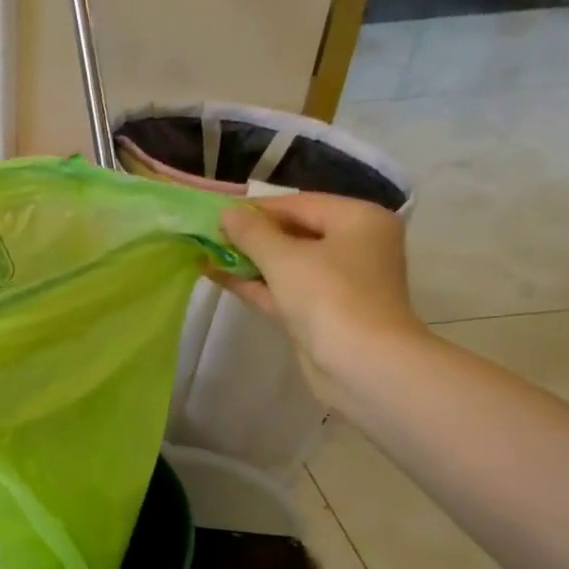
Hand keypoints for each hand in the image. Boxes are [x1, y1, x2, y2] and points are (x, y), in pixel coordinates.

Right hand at [216, 193, 426, 406]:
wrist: (362, 365)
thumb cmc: (329, 297)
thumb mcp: (284, 258)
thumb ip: (251, 232)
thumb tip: (226, 213)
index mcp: (358, 220)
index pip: (299, 203)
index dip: (255, 208)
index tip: (216, 213)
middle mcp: (354, 246)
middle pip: (294, 232)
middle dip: (251, 235)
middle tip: (209, 234)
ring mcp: (338, 282)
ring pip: (287, 263)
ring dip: (248, 260)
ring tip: (206, 252)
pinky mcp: (322, 312)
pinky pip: (284, 288)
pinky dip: (256, 283)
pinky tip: (219, 276)